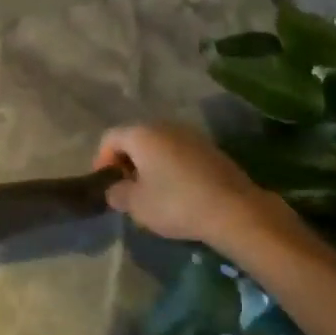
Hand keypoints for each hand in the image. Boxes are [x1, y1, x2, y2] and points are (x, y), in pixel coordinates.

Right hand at [94, 122, 292, 254]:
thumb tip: (115, 189)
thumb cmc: (175, 203)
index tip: (106, 185)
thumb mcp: (136, 205)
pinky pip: (179, 153)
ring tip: (152, 192)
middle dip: (127, 161)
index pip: (110, 138)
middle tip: (127, 189)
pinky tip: (177, 191)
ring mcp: (190, 135)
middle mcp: (164, 125)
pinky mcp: (210, 149)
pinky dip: (171, 167)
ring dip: (150, 164)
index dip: (101, 160)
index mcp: (141, 133)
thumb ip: (117, 194)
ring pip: (159, 145)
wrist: (234, 209)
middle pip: (135, 138)